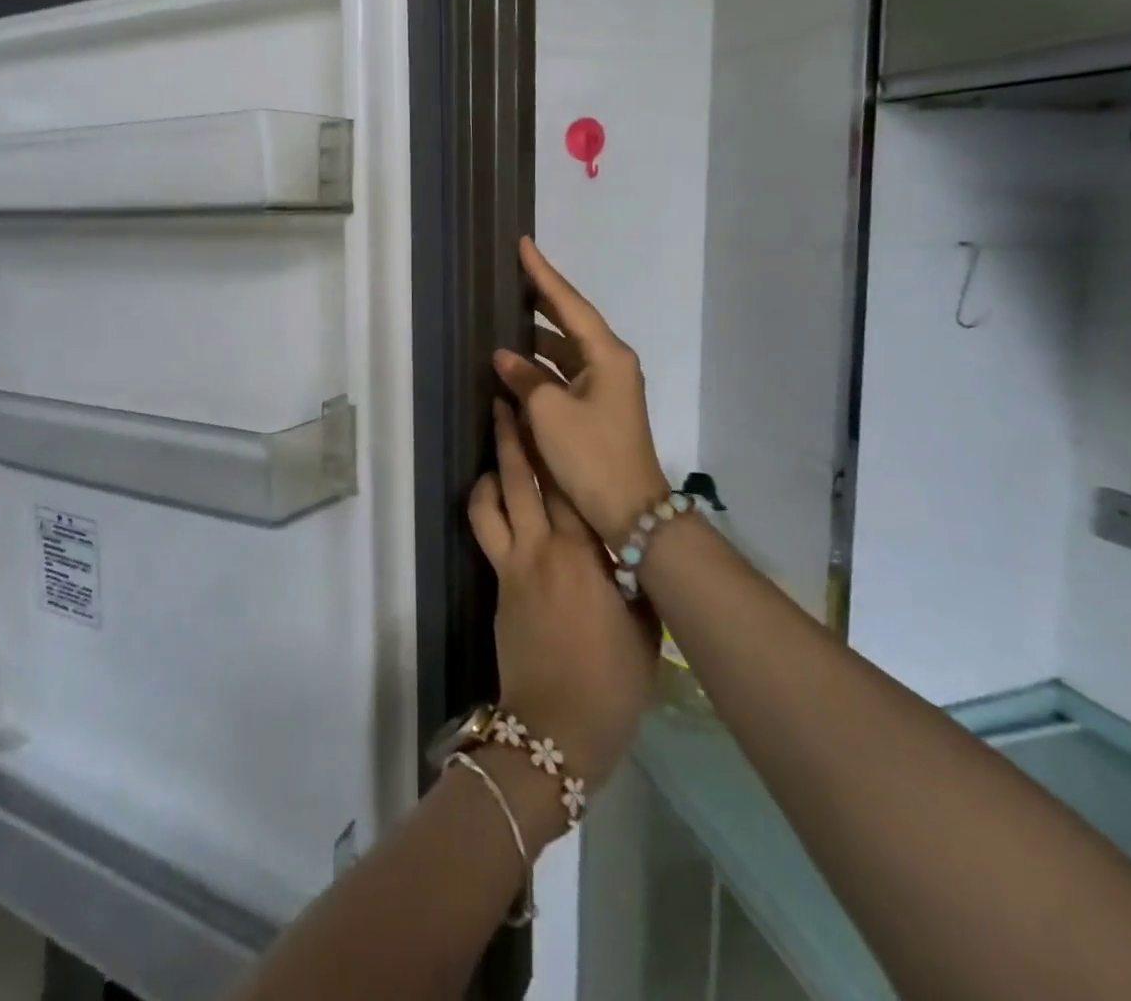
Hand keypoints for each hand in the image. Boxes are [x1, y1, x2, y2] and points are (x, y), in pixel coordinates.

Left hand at [469, 401, 657, 791]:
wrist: (556, 728)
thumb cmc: (612, 682)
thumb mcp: (644, 628)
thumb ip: (634, 578)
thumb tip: (630, 548)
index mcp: (585, 554)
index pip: (570, 486)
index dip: (559, 446)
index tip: (552, 412)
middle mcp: (543, 547)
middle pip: (525, 480)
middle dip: (514, 438)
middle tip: (506, 402)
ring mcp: (513, 564)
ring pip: (494, 501)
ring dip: (492, 466)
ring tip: (494, 442)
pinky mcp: (497, 583)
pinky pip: (487, 531)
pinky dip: (487, 504)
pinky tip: (493, 493)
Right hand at [493, 237, 669, 544]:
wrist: (629, 509)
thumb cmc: (591, 455)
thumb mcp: (549, 414)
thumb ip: (524, 378)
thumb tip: (504, 358)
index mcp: (606, 355)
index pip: (569, 303)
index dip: (544, 274)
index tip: (524, 245)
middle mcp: (610, 363)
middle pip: (570, 321)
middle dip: (541, 300)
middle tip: (511, 276)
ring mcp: (606, 386)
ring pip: (565, 350)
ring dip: (536, 339)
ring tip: (503, 321)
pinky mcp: (598, 408)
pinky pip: (565, 374)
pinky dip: (541, 368)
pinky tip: (516, 366)